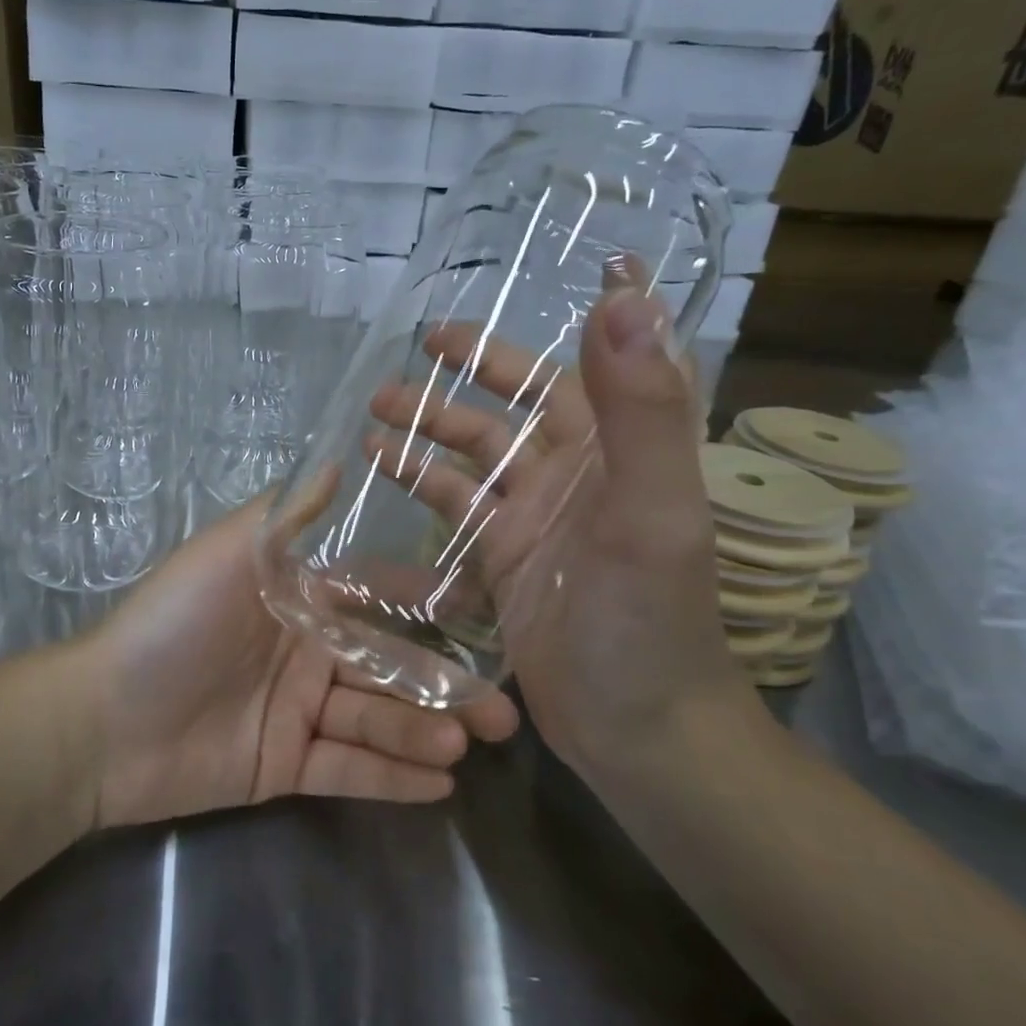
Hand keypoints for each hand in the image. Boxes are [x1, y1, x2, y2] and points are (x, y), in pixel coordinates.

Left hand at [79, 501, 519, 828]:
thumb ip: (289, 515)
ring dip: (421, 732)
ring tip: (466, 743)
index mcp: (299, 600)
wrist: (104, 718)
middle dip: (444, 687)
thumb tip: (341, 460)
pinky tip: (441, 784)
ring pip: (375, 721)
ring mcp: (298, 712)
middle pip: (388, 668)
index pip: (378, 601)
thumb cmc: (173, 623)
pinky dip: (391, 778)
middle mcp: (307, 652)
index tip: (485, 622)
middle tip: (502, 713)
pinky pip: (347, 769)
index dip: (429, 611)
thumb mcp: (230, 553)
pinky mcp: (286, 765)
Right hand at [365, 289, 755, 779]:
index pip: (581, 367)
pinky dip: (419, 481)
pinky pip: (455, 506)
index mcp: (617, 449)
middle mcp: (575, 473)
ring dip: (430, 426)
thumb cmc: (649, 619)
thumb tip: (625, 297)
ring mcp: (534, 517)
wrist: (639, 728)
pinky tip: (378, 466)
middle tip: (418, 347)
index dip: (547, 330)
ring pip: (475, 453)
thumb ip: (642, 408)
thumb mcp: (652, 510)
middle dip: (470, 372)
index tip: (508, 300)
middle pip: (516, 405)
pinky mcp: (502, 558)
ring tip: (374, 408)